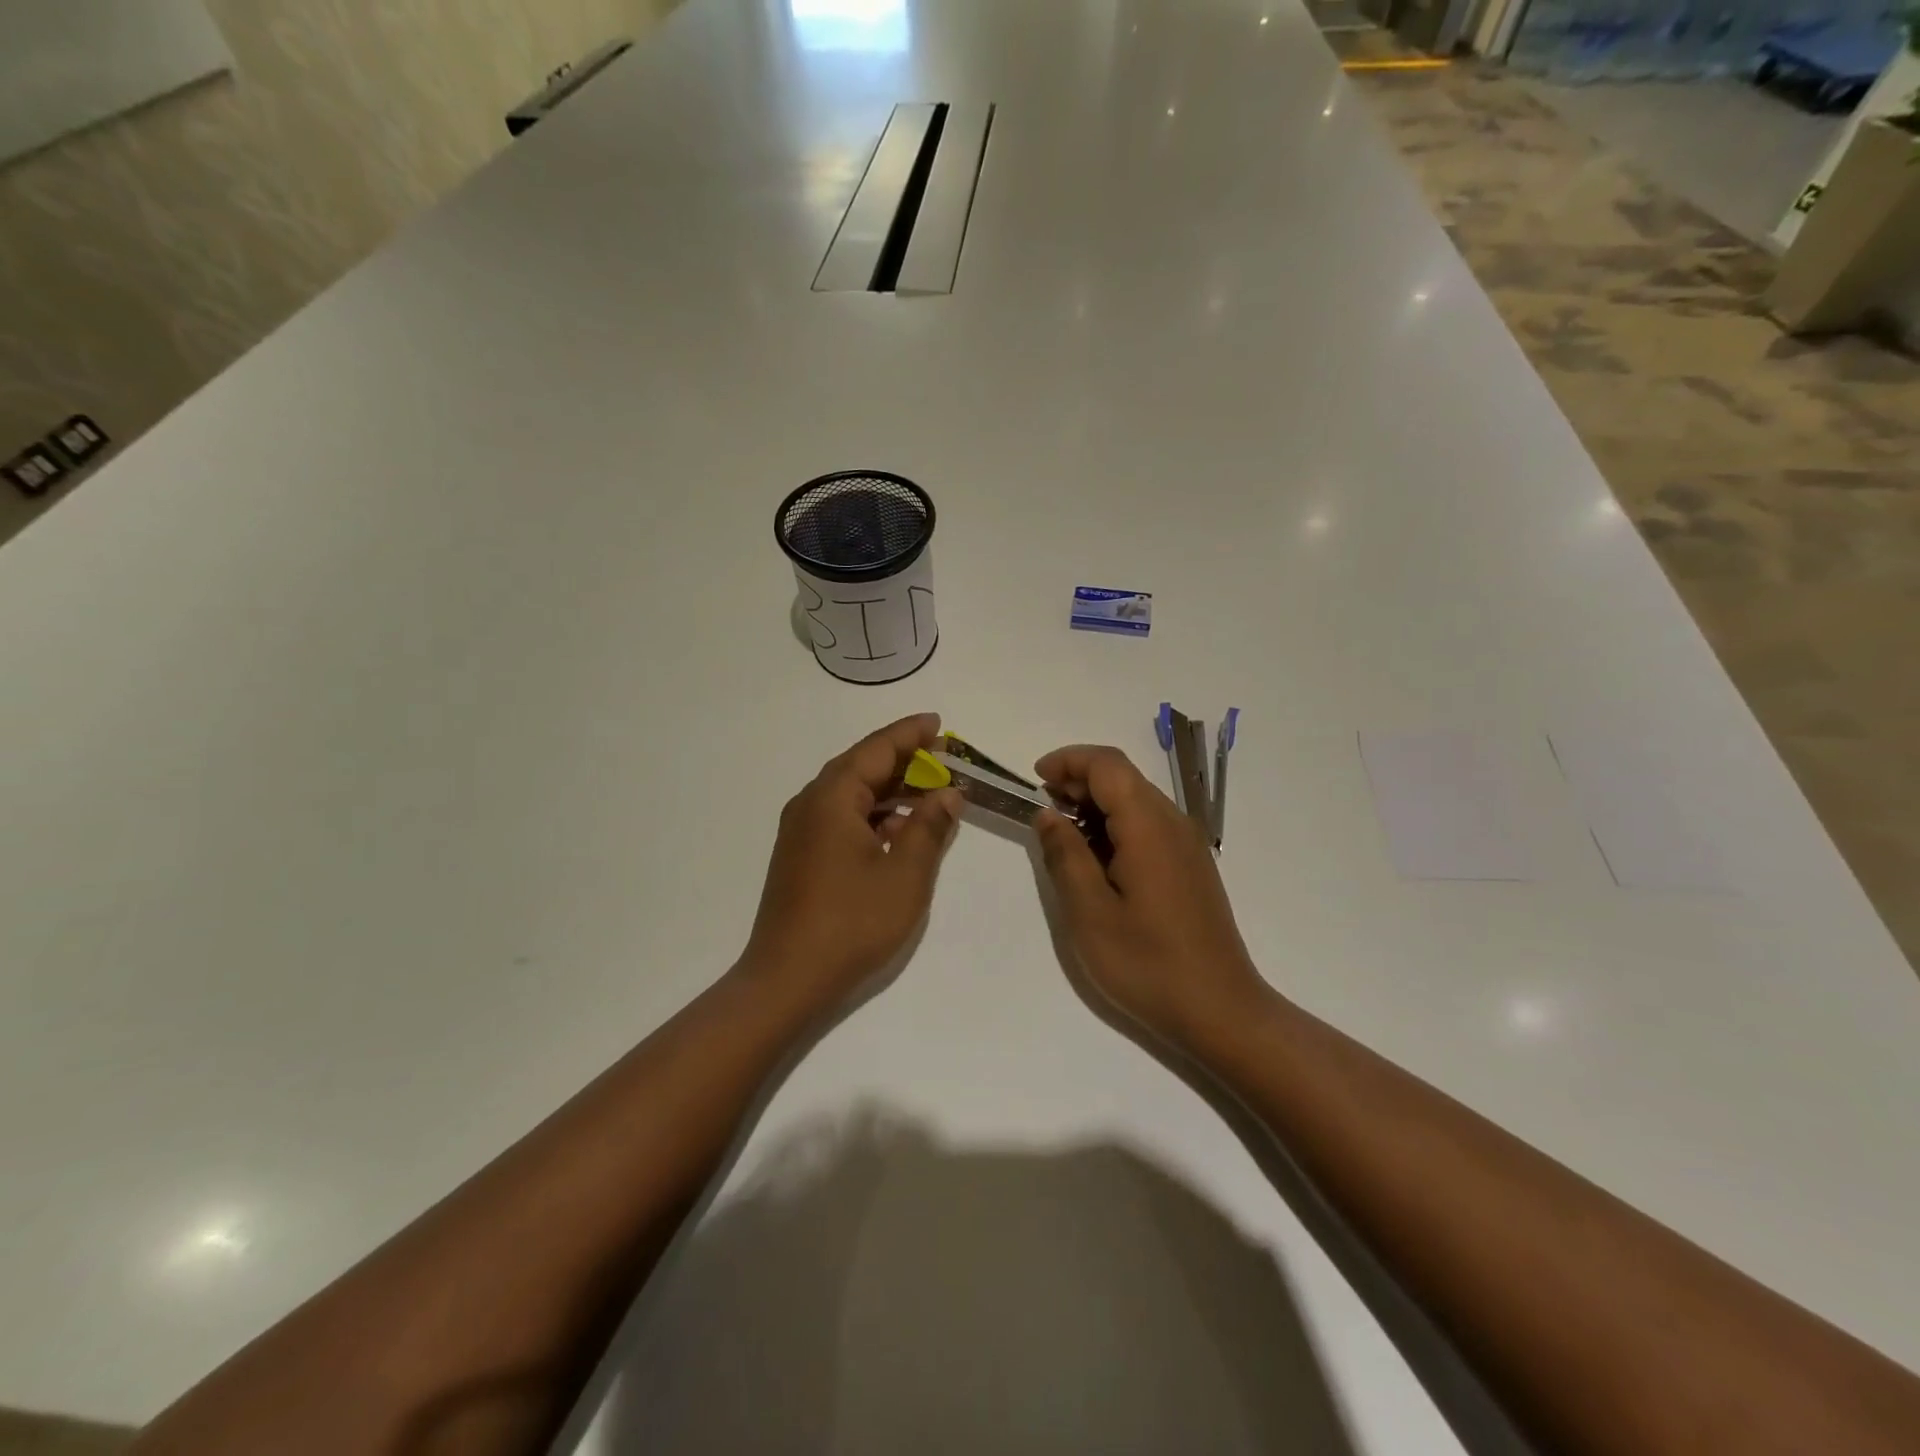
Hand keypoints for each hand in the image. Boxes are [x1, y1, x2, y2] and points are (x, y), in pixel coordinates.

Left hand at [741, 714, 962, 1012]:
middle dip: (904, 761)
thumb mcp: (905, 874)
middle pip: (862, 767)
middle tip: (945, 759)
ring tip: (931, 793)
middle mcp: (811, 804)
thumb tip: (947, 795)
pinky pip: (842, 818)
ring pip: (852, 794)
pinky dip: (875, 816)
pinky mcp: (802, 856)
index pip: (876, 749)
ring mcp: (802, 832)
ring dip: (892, 790)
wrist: (787, 979)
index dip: (910, 734)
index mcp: (832, 798)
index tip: (938, 723)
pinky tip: (901, 832)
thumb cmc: (851, 922)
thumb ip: (929, 827)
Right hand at [1034, 745, 1266, 1043]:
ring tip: (1063, 838)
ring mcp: (1187, 844)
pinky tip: (1098, 861)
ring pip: (1136, 800)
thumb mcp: (1090, 913)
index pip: (1107, 764)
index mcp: (1149, 826)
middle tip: (1043, 812)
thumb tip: (1048, 814)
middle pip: (1123, 777)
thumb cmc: (1148, 963)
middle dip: (1078, 781)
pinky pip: (1149, 825)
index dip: (1068, 760)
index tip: (1035, 780)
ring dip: (1096, 805)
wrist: (1221, 1011)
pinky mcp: (1190, 866)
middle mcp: (1173, 823)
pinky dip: (1116, 825)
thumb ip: (1065, 855)